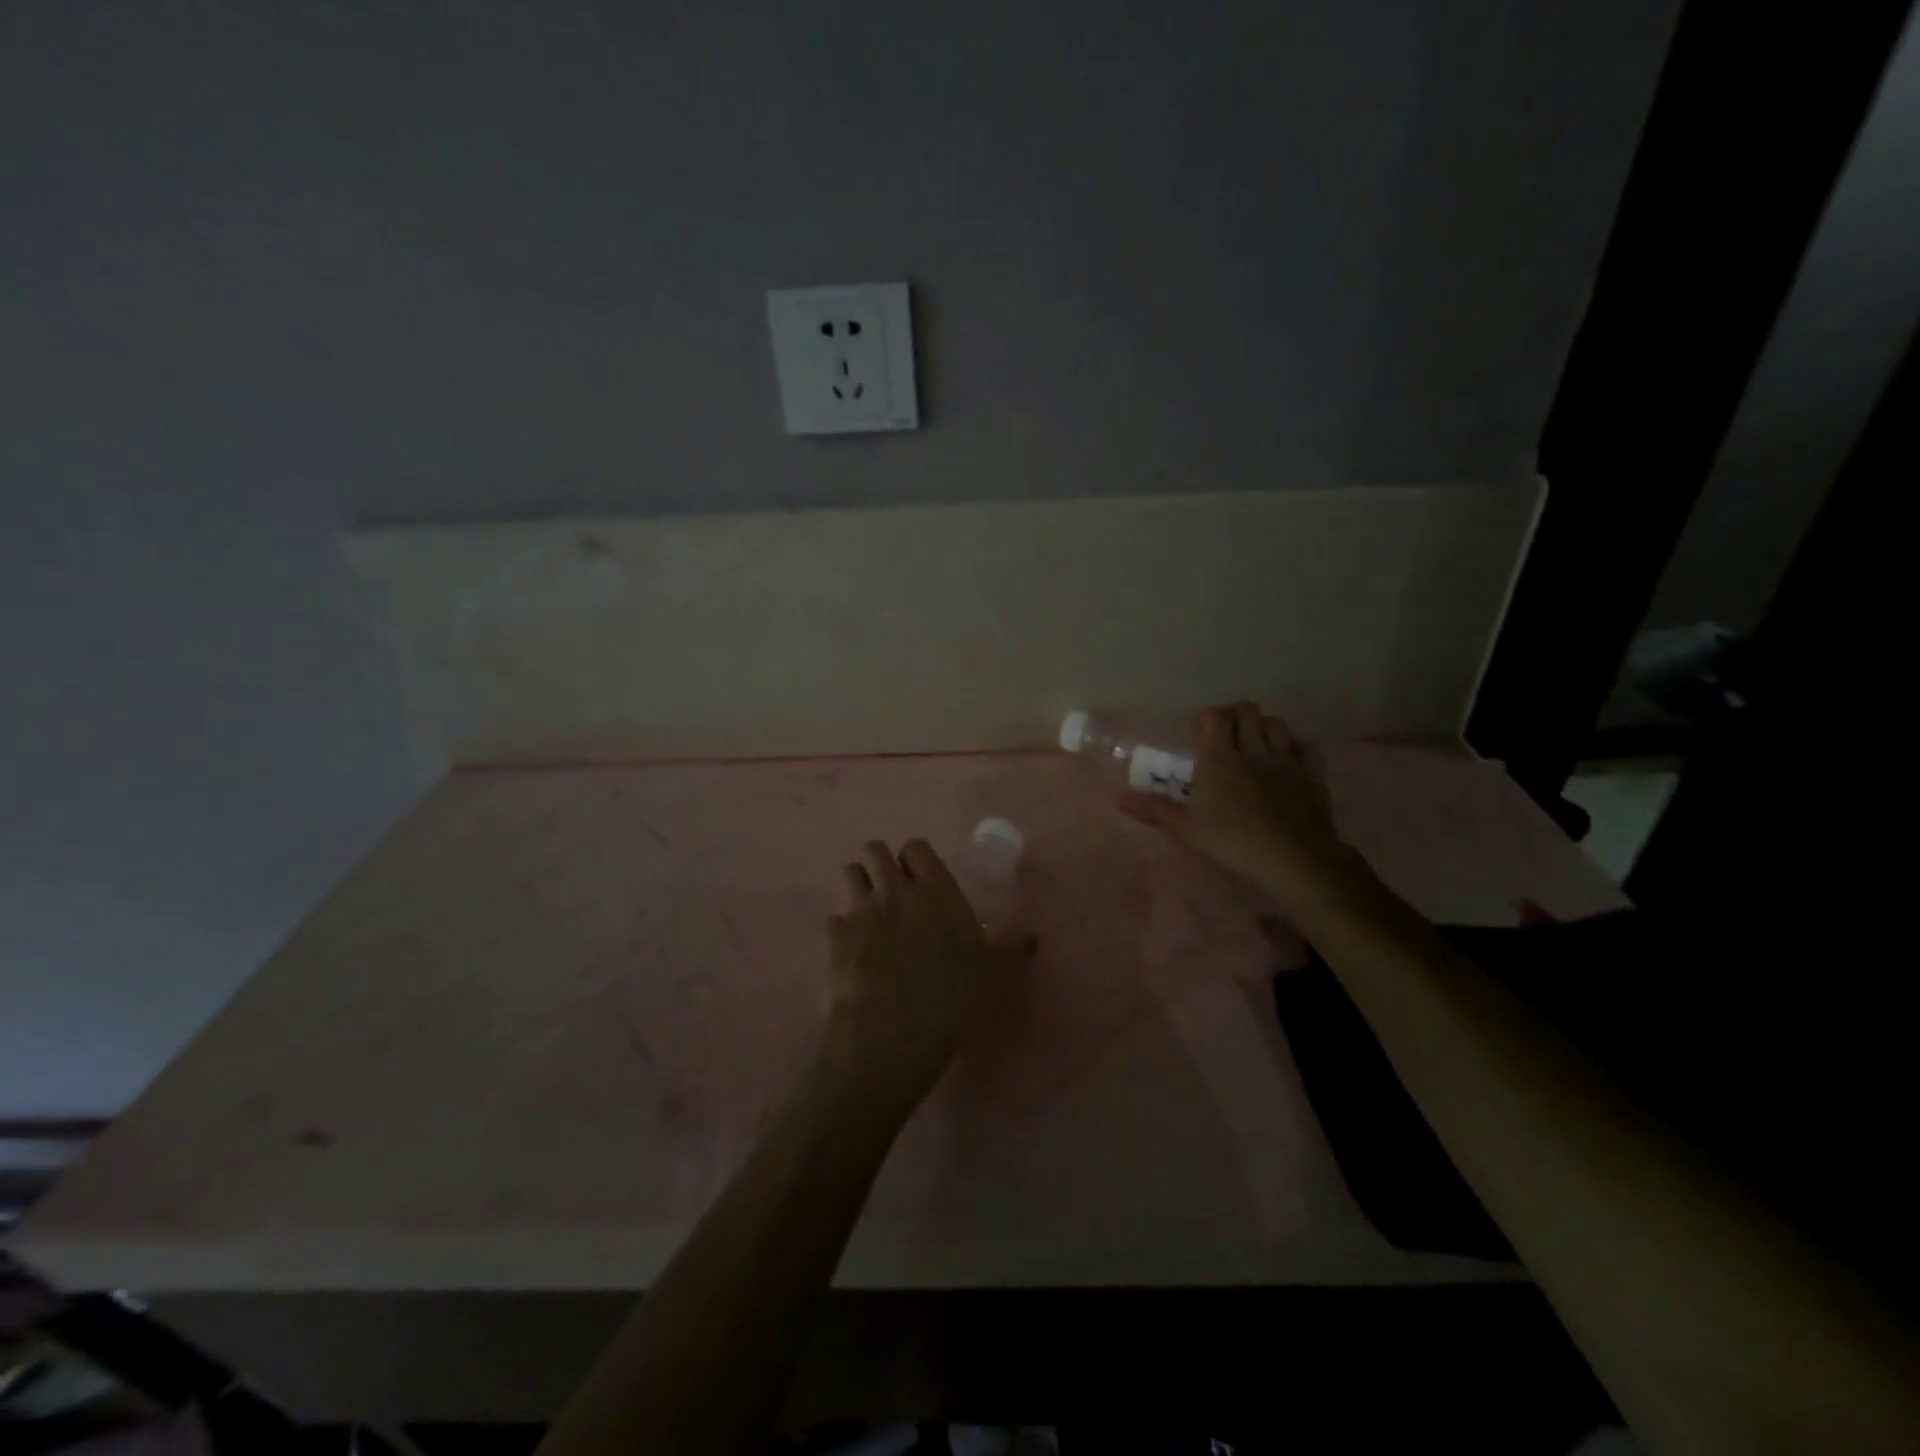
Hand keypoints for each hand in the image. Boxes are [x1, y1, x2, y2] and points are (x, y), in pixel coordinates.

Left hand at [820, 839, 1034, 1113]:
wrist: (889, 1036)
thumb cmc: (949, 1001)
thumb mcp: (991, 975)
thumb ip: (1009, 949)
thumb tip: (1033, 937)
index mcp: (936, 891)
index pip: (916, 847)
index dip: (916, 860)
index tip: (922, 881)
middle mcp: (895, 890)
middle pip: (876, 850)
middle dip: (880, 865)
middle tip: (892, 893)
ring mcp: (860, 911)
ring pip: (849, 872)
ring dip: (857, 885)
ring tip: (867, 912)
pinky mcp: (834, 936)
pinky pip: (832, 918)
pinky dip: (839, 929)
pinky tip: (849, 951)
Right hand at [1120, 702, 1350, 911]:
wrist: (1293, 857)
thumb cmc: (1232, 840)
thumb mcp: (1186, 829)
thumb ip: (1154, 809)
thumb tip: (1118, 798)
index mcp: (1219, 756)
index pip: (1213, 715)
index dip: (1205, 719)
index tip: (1198, 737)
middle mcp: (1252, 747)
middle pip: (1246, 710)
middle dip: (1235, 717)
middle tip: (1226, 739)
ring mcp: (1286, 758)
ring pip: (1276, 722)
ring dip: (1264, 728)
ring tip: (1255, 748)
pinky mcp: (1312, 772)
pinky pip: (1305, 744)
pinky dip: (1295, 746)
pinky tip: (1288, 760)